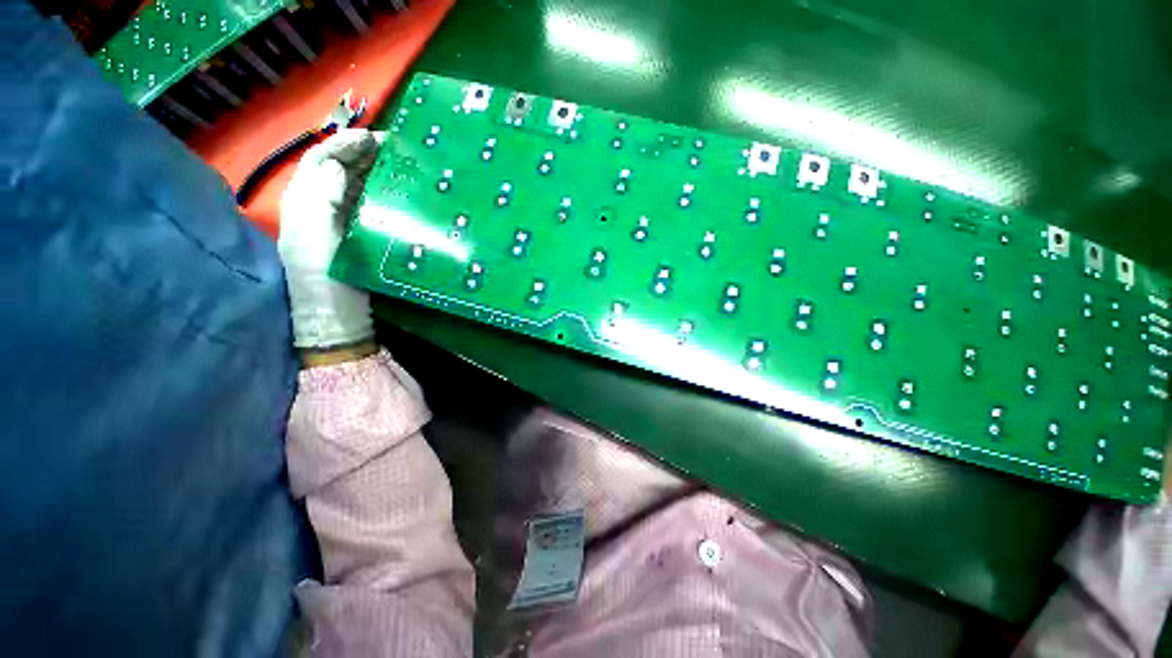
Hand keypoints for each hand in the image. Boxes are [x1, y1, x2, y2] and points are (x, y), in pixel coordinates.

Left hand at [278, 129, 381, 351]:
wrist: (338, 322)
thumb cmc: (326, 285)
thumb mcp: (315, 244)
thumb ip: (320, 204)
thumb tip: (337, 167)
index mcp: (302, 206)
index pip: (319, 162)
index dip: (344, 145)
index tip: (376, 138)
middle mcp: (317, 210)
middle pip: (337, 170)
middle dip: (362, 154)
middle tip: (395, 149)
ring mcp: (338, 225)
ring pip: (353, 187)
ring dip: (373, 172)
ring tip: (400, 165)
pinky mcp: (356, 239)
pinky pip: (366, 207)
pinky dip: (380, 194)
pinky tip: (398, 194)